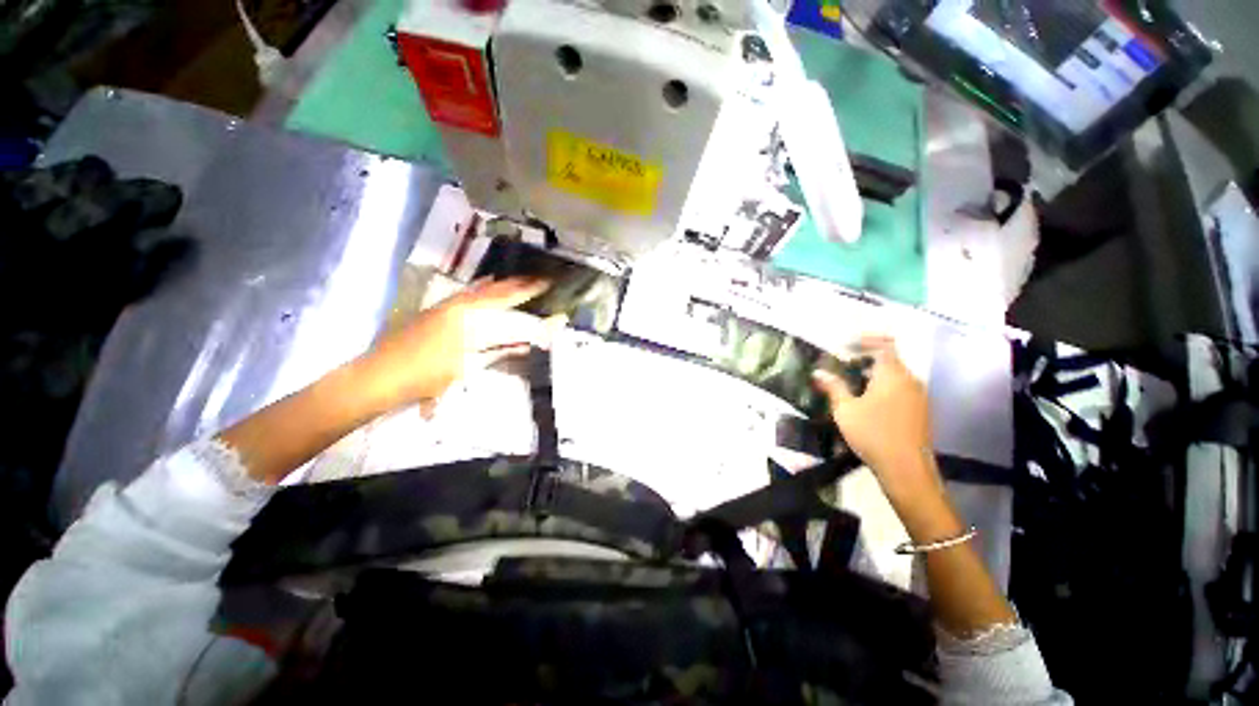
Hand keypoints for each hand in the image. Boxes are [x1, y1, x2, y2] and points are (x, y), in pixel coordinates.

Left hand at [355, 277, 554, 412]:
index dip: (527, 296)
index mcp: (466, 317)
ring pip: (480, 291)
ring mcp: (446, 306)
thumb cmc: (425, 374)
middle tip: (539, 280)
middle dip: (518, 285)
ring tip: (519, 279)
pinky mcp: (437, 312)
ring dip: (502, 286)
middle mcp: (458, 305)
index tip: (546, 286)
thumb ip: (497, 352)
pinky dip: (481, 290)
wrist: (379, 376)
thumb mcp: (466, 366)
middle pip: (494, 291)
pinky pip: (466, 295)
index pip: (505, 304)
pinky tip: (485, 287)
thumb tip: (525, 346)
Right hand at [812, 336, 940, 503]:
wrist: (906, 469)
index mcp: (893, 375)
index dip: (865, 341)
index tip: (845, 346)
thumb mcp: (845, 410)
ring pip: (894, 376)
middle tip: (842, 368)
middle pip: (889, 360)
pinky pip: (900, 389)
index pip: (884, 345)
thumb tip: (818, 372)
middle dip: (865, 360)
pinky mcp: (920, 411)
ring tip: (851, 386)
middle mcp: (910, 381)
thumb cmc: (873, 434)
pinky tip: (867, 403)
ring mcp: (918, 397)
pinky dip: (883, 388)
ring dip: (873, 375)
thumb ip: (833, 387)